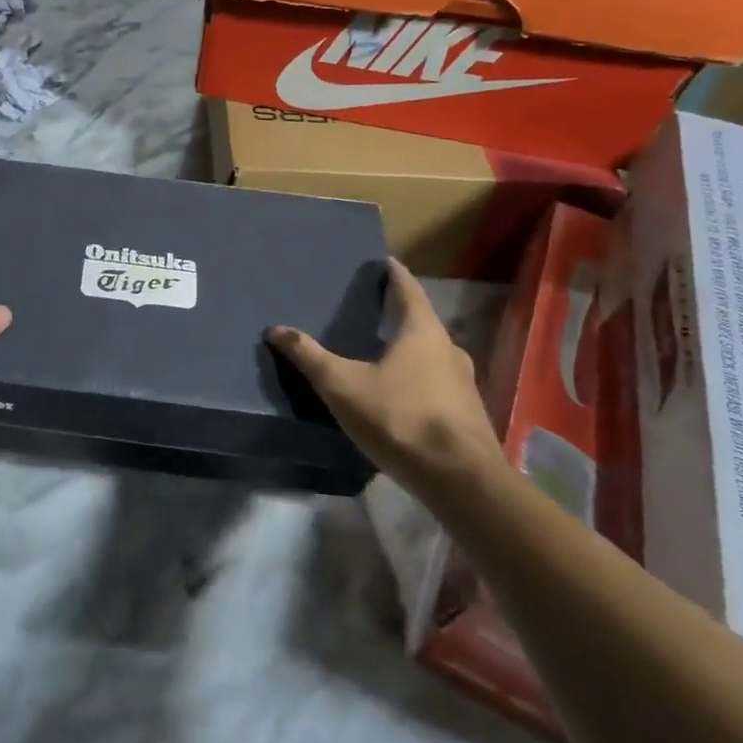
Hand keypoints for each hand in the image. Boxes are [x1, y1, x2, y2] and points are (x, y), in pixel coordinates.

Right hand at [267, 259, 502, 493]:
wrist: (460, 481)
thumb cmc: (400, 418)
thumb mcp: (343, 385)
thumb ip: (310, 357)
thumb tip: (275, 329)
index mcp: (422, 332)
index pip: (408, 290)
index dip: (395, 274)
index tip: (384, 262)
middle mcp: (449, 350)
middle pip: (422, 322)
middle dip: (399, 314)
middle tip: (374, 309)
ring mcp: (463, 384)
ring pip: (432, 355)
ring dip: (411, 349)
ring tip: (383, 352)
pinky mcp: (467, 415)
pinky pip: (438, 384)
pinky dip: (419, 378)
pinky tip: (401, 394)